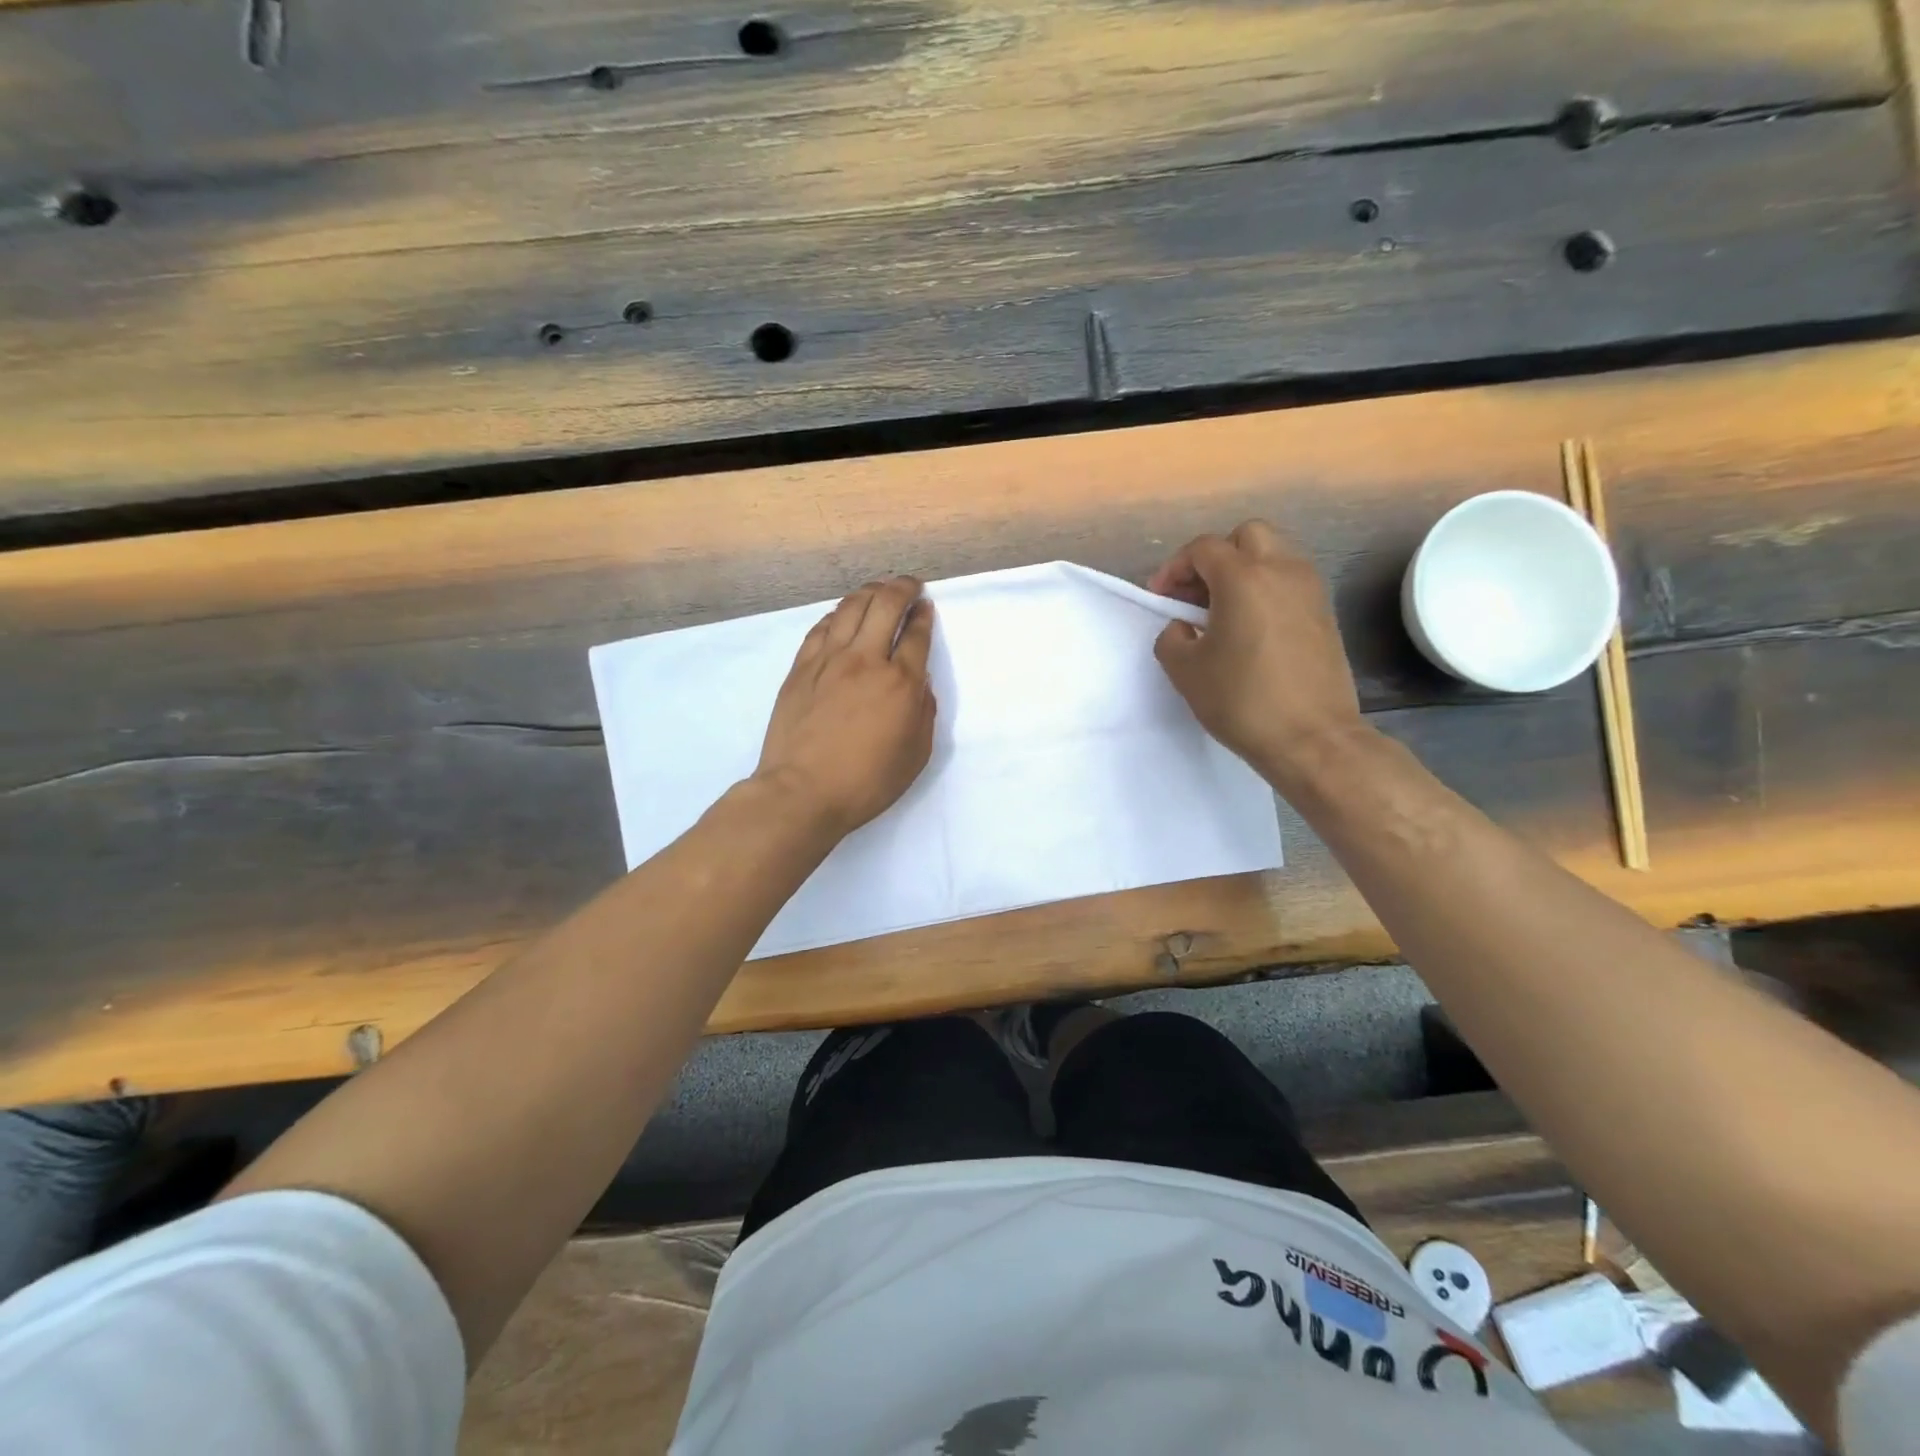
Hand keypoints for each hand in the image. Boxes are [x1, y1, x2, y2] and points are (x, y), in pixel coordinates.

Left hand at [754, 576, 936, 837]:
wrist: (802, 792)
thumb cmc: (866, 783)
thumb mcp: (915, 756)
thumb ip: (923, 713)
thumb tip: (919, 684)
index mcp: (901, 683)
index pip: (917, 634)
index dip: (924, 615)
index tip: (926, 607)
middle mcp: (867, 660)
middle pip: (886, 605)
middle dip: (902, 588)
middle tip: (910, 585)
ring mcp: (829, 660)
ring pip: (851, 607)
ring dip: (870, 591)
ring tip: (879, 589)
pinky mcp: (801, 668)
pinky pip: (822, 627)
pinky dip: (838, 613)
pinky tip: (843, 614)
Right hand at [1148, 521, 1365, 786]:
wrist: (1312, 738)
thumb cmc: (1242, 701)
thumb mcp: (1185, 672)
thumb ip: (1172, 638)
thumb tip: (1183, 627)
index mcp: (1243, 578)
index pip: (1203, 549)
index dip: (1174, 568)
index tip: (1161, 597)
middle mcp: (1282, 571)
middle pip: (1246, 536)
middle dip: (1216, 557)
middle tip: (1196, 593)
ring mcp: (1310, 590)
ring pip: (1274, 555)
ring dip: (1244, 571)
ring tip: (1222, 611)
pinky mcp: (1325, 614)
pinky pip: (1290, 582)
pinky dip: (1266, 589)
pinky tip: (1250, 627)